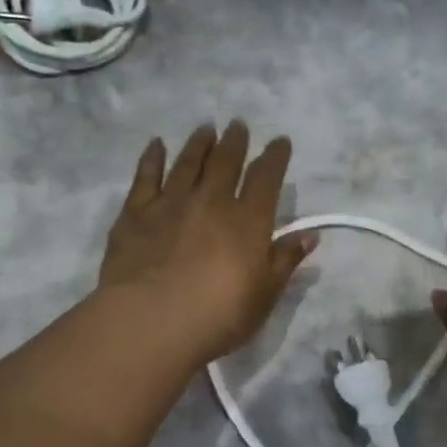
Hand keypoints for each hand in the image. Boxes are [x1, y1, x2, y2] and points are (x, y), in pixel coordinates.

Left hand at [99, 121, 317, 363]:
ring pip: (188, 163)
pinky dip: (152, 158)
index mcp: (248, 220)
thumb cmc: (218, 315)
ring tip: (206, 129)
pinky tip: (156, 145)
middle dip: (235, 142)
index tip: (280, 142)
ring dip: (199, 143)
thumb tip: (310, 235)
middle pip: (226, 162)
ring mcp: (171, 203)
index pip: (266, 178)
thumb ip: (285, 261)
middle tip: (238, 126)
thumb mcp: (264, 295)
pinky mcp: (136, 213)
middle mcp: (211, 200)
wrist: (151, 320)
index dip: (275, 157)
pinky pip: (145, 176)